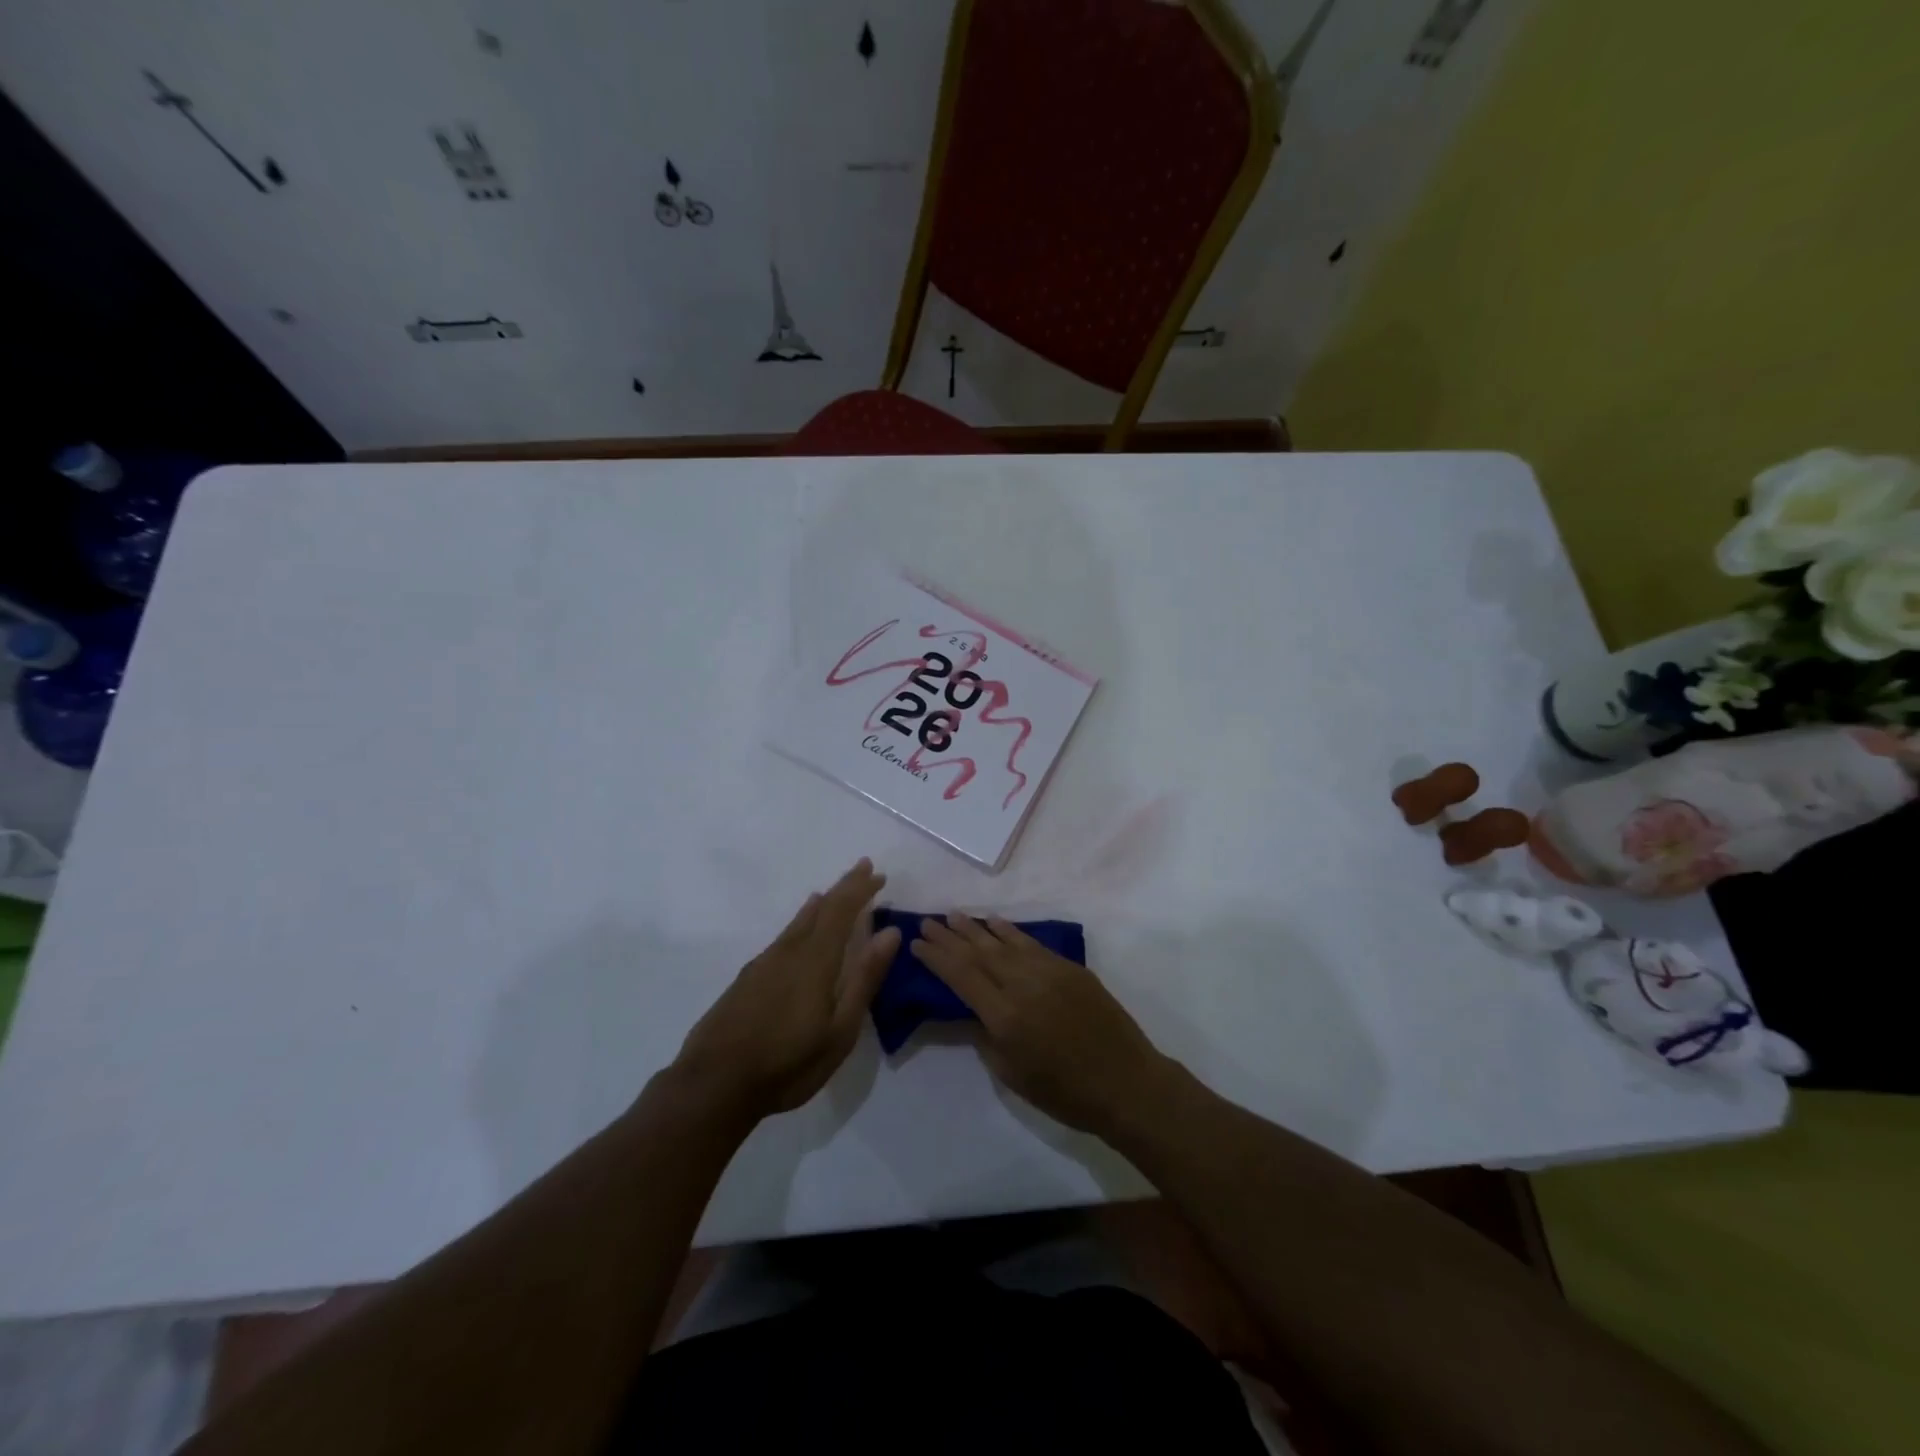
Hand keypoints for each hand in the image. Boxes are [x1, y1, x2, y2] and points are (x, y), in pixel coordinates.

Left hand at [670, 859, 899, 1121]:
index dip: (861, 890)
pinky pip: (783, 936)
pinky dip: (799, 922)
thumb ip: (864, 978)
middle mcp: (789, 951)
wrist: (713, 1085)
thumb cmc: (788, 1063)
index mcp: (815, 960)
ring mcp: (764, 963)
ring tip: (830, 893)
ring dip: (820, 904)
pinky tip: (797, 931)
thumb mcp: (840, 1030)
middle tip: (863, 868)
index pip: (842, 911)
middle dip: (844, 887)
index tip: (879, 874)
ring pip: (798, 922)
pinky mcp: (747, 979)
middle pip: (820, 909)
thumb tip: (889, 932)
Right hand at [910, 915, 1171, 1135]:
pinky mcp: (1069, 968)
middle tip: (927, 921)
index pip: (961, 976)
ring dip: (976, 928)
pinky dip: (1010, 932)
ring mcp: (1048, 971)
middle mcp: (1022, 984)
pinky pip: (1031, 943)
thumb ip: (987, 1037)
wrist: (1126, 1083)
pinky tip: (995, 923)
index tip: (917, 943)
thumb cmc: (1065, 1092)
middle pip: (978, 953)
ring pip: (1003, 942)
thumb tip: (973, 1010)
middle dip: (950, 936)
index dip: (936, 957)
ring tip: (954, 916)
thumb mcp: (1013, 1075)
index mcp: (1004, 1015)